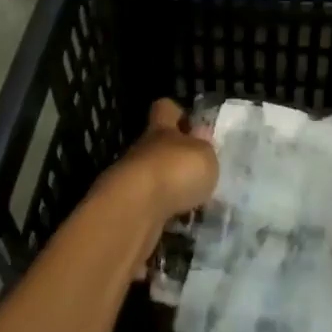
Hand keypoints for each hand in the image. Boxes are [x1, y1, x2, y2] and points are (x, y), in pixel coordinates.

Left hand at [98, 99, 219, 275]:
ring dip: (168, 187)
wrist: (134, 210)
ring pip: (152, 176)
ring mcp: (130, 179)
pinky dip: (161, 212)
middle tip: (198, 171)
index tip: (191, 123)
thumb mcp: (204, 156)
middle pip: (157, 145)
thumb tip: (201, 139)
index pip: (165, 109)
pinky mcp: (126, 208)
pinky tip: (177, 222)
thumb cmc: (175, 171)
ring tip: (192, 202)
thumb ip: (205, 149)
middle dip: (174, 156)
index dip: (176, 112)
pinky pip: (148, 205)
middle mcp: (143, 150)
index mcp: (161, 129)